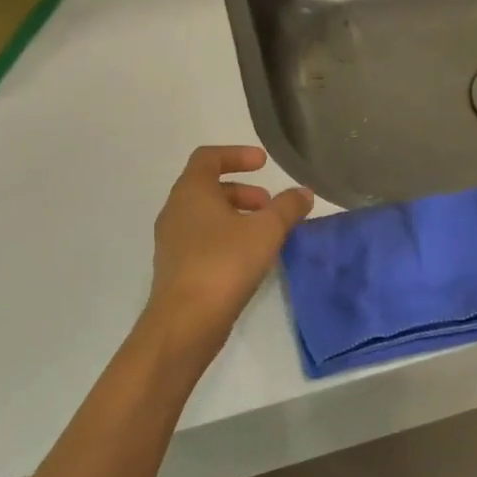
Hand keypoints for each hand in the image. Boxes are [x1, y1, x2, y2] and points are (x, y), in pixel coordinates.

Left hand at [142, 146, 313, 366]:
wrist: (185, 322)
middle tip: (270, 204)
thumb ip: (287, 207)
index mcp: (191, 191)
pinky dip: (226, 237)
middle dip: (243, 191)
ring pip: (206, 215)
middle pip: (208, 187)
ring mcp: (172, 240)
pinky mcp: (176, 267)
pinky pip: (202, 239)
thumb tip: (303, 193)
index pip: (208, 157)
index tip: (263, 163)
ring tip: (265, 233)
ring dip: (236, 215)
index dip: (237, 154)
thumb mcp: (266, 230)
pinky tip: (249, 258)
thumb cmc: (224, 263)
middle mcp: (175, 210)